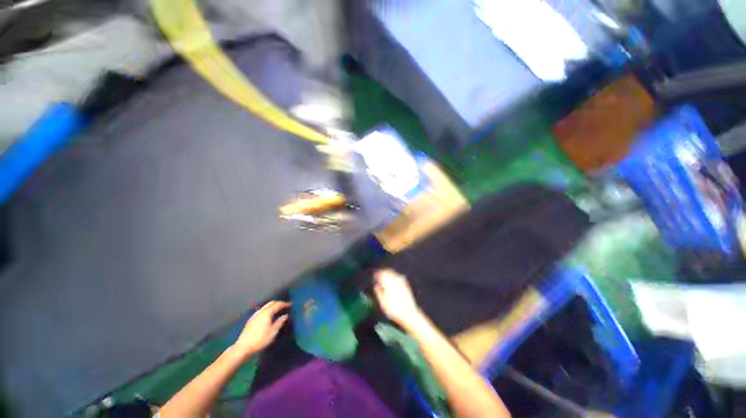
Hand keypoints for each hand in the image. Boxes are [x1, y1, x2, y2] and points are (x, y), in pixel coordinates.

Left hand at [233, 301, 289, 356]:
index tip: (291, 305)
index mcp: (267, 313)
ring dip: (272, 306)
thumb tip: (285, 315)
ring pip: (265, 306)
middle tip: (285, 306)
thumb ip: (280, 322)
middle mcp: (261, 311)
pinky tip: (268, 315)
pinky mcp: (251, 319)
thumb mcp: (273, 332)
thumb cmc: (260, 340)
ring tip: (277, 310)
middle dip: (278, 303)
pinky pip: (261, 310)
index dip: (285, 304)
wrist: (243, 347)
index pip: (278, 304)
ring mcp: (255, 315)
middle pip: (271, 303)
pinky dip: (267, 309)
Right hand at [374, 269, 421, 327]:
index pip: (382, 274)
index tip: (375, 276)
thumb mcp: (383, 304)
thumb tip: (376, 286)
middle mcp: (395, 281)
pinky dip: (395, 276)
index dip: (377, 274)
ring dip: (388, 273)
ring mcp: (402, 282)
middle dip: (383, 272)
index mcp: (388, 284)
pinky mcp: (406, 285)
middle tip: (379, 276)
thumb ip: (379, 293)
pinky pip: (399, 276)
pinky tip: (393, 280)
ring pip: (393, 273)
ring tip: (385, 277)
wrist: (409, 314)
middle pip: (388, 272)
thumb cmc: (395, 311)